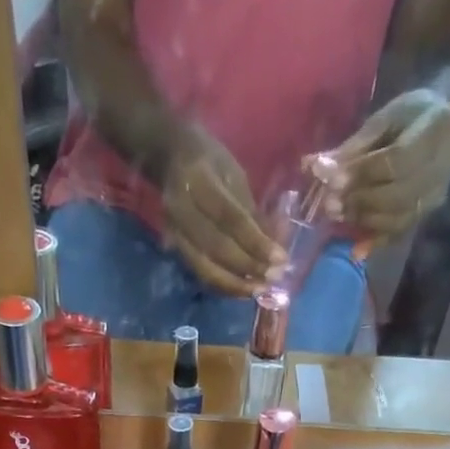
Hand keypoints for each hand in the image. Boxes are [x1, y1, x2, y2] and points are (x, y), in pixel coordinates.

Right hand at [159, 125, 287, 295]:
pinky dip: (223, 285)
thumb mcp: (234, 174)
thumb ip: (251, 210)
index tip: (280, 259)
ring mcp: (175, 232)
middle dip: (248, 267)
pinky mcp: (175, 248)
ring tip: (259, 290)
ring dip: (235, 285)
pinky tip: (242, 289)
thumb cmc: (209, 160)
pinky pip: (200, 274)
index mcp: (199, 181)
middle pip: (217, 248)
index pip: (231, 219)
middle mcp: (182, 210)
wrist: (169, 157)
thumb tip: (276, 244)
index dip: (256, 242)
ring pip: (205, 269)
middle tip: (273, 279)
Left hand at [316, 87, 449, 241]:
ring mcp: (437, 194)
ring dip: (363, 220)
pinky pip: (399, 233)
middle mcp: (444, 166)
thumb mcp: (384, 117)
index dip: (362, 174)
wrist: (445, 123)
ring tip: (338, 215)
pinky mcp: (426, 214)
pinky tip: (355, 250)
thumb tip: (315, 167)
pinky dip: (375, 242)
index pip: (395, 160)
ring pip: (397, 218)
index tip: (332, 181)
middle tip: (330, 204)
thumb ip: (354, 146)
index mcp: (435, 128)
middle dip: (359, 201)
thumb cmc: (411, 115)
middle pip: (397, 194)